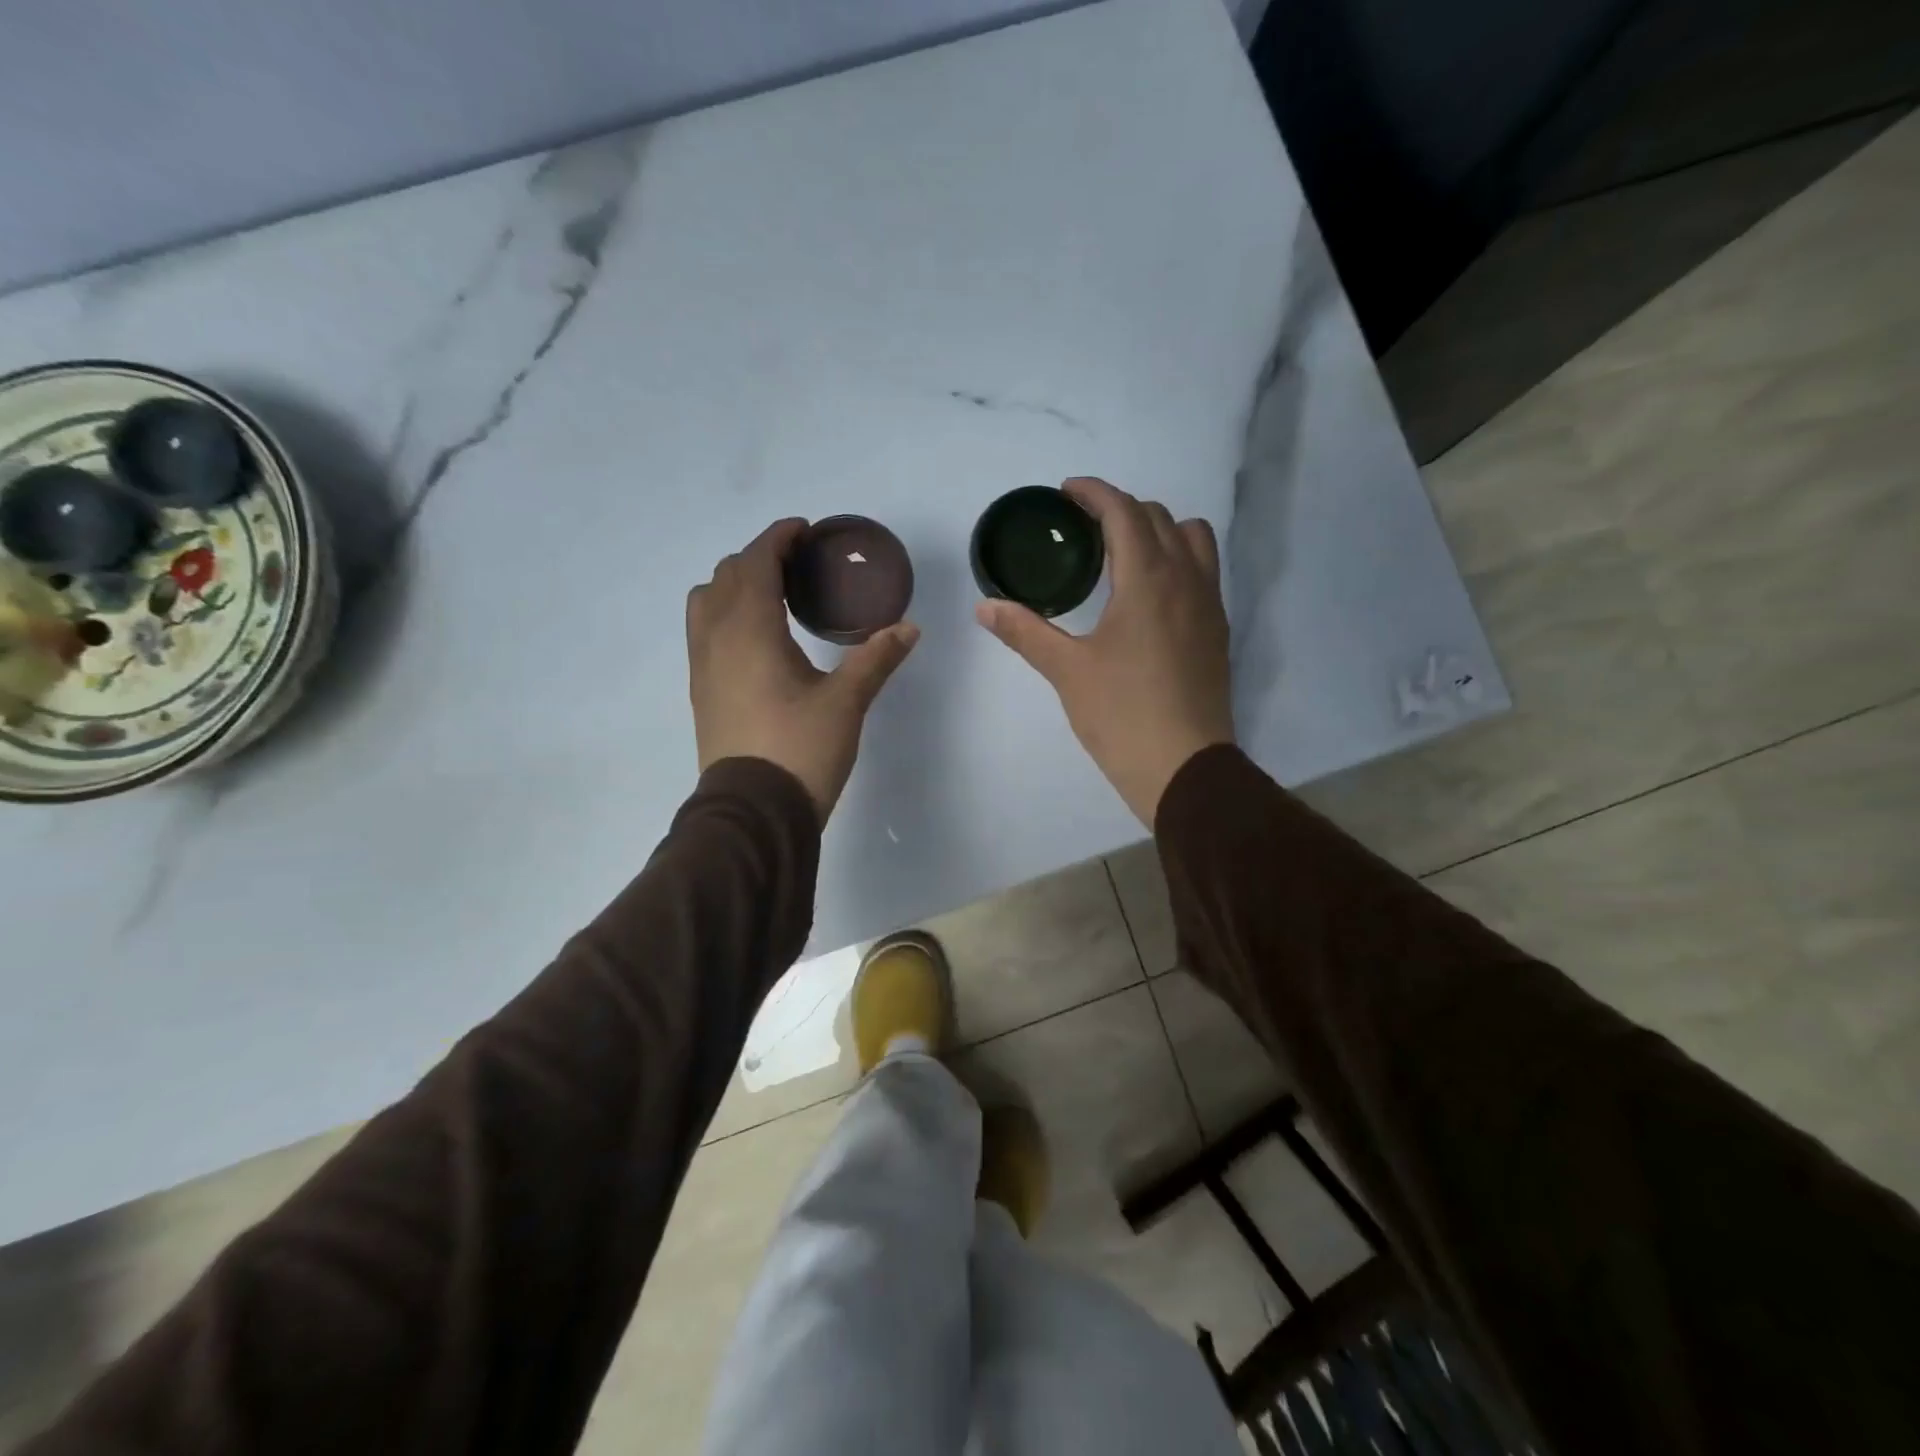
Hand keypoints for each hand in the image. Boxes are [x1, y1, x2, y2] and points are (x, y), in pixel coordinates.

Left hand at [688, 519, 919, 820]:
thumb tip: (908, 628)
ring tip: (773, 597)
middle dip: (760, 558)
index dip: (778, 538)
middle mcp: (716, 638)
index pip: (756, 562)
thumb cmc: (800, 749)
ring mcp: (702, 666)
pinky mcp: (701, 692)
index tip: (804, 531)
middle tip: (798, 566)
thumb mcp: (846, 703)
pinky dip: (726, 614)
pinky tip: (758, 639)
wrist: (753, 812)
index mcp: (749, 629)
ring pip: (706, 602)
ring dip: (735, 585)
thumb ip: (875, 659)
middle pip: (727, 575)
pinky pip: (704, 632)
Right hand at [976, 477, 1232, 824]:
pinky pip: (1203, 571)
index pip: (1124, 512)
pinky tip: (1148, 595)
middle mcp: (1186, 579)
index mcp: (1148, 579)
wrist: (1184, 767)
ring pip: (1193, 539)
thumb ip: (1026, 631)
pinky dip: (1177, 560)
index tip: (1067, 492)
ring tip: (1124, 554)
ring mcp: (1209, 605)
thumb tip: (985, 607)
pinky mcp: (1217, 631)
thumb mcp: (1067, 671)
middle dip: (1122, 509)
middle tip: (1085, 527)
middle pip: (1160, 517)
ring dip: (1159, 530)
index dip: (1094, 493)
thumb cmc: (1122, 715)